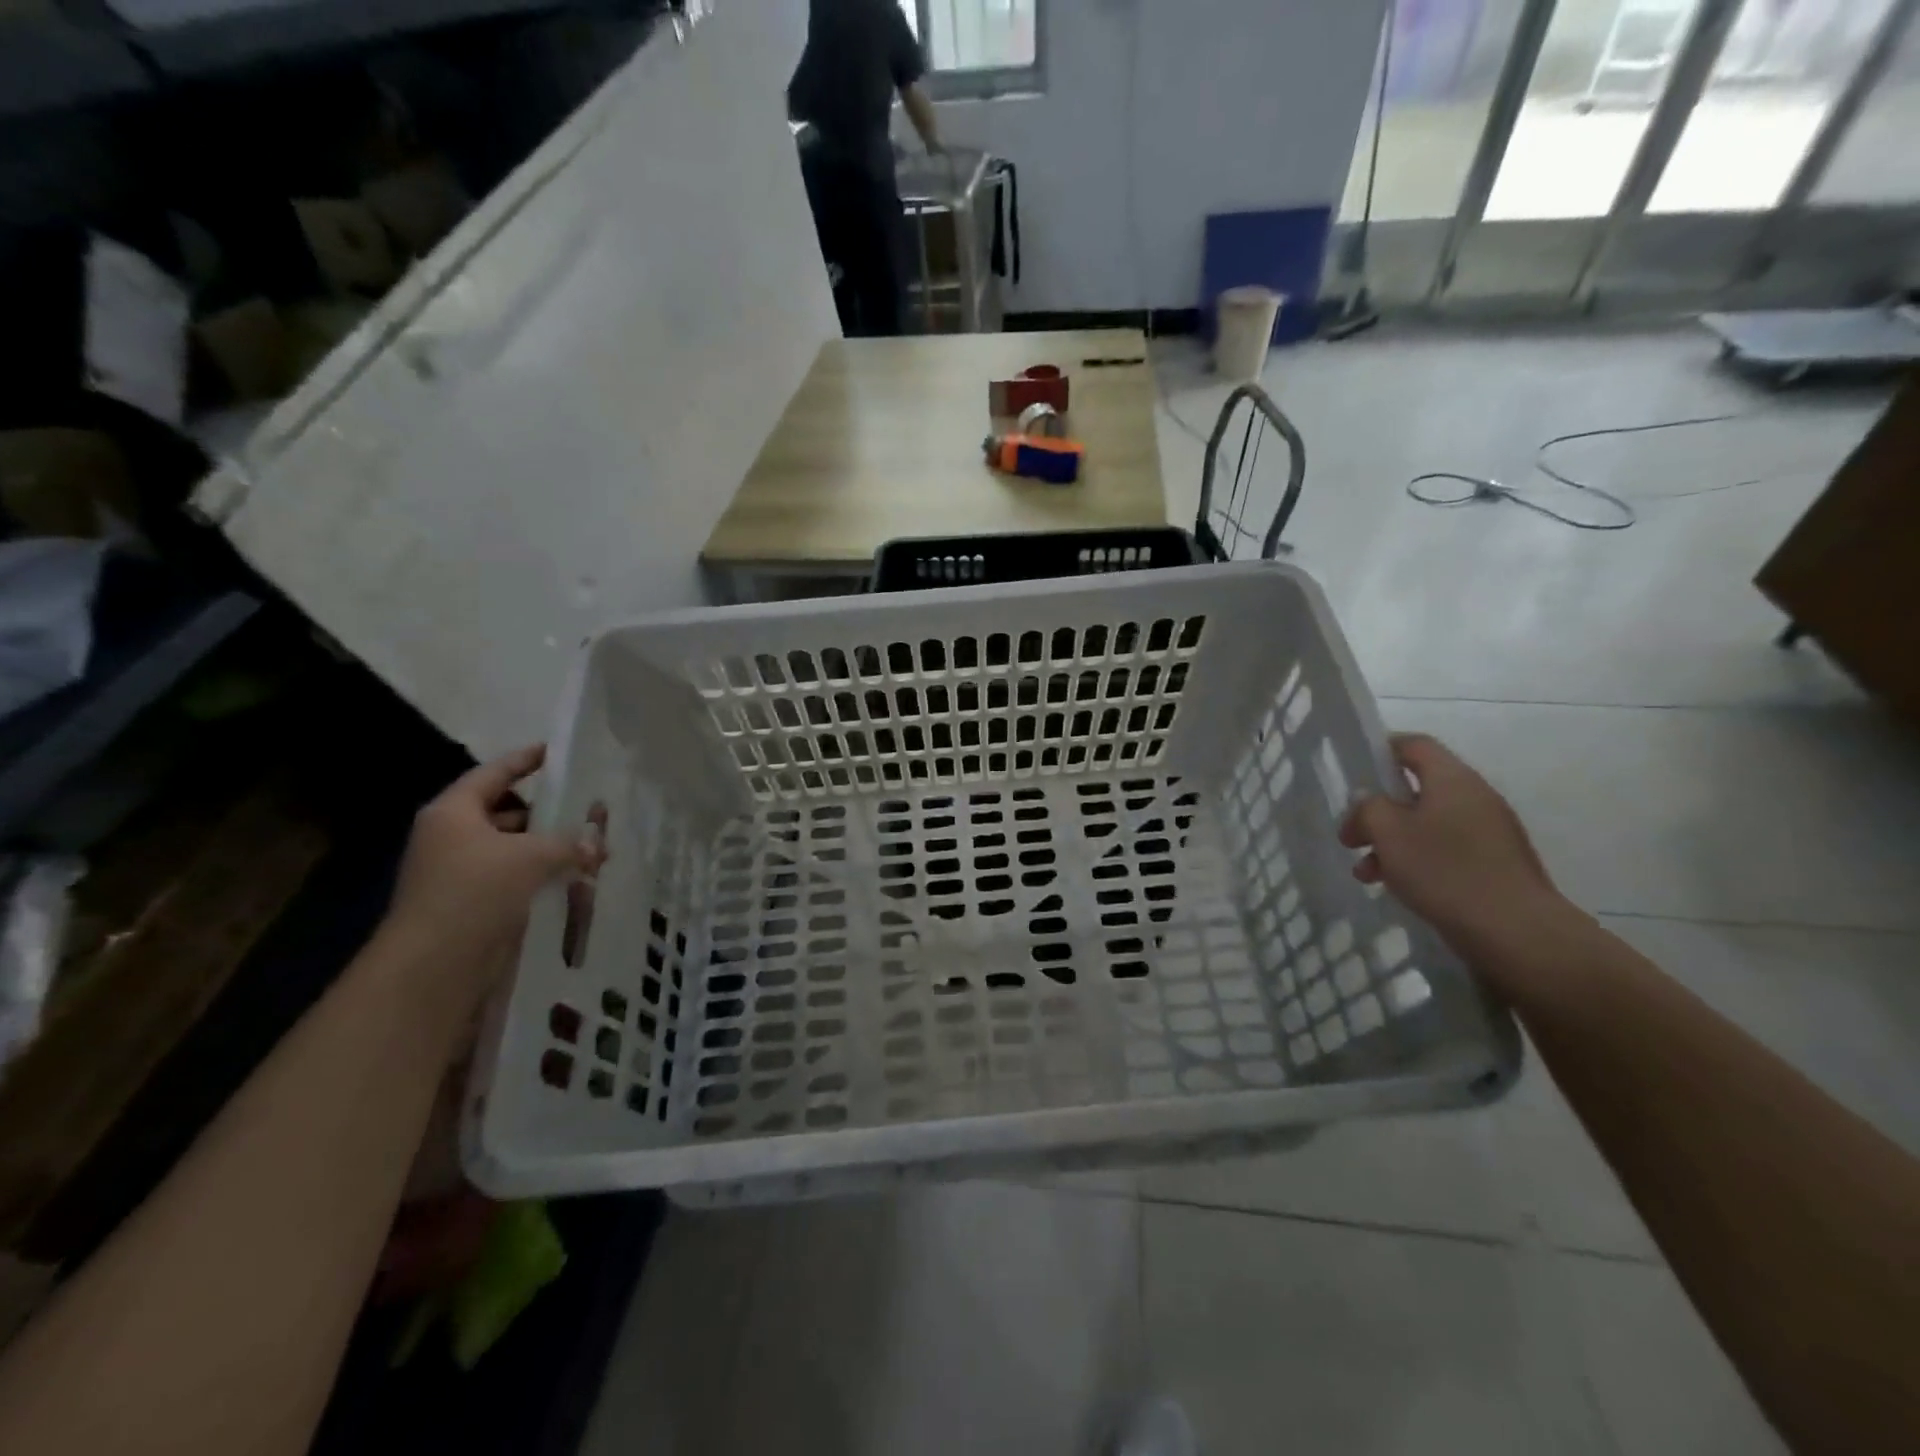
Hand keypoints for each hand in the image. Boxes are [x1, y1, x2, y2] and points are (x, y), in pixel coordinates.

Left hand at [380, 746, 600, 1007]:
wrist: (434, 967)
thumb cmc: (474, 893)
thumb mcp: (531, 857)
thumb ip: (570, 843)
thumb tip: (598, 843)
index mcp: (454, 813)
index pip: (494, 774)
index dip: (524, 760)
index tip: (554, 751)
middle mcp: (453, 838)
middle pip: (506, 811)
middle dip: (547, 812)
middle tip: (587, 808)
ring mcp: (462, 873)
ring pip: (514, 848)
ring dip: (550, 847)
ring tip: (592, 848)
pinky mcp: (474, 904)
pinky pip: (516, 878)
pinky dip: (543, 875)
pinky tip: (576, 880)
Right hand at [1339, 734, 1573, 965]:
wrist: (1517, 932)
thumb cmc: (1445, 871)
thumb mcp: (1388, 833)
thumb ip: (1369, 807)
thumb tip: (1369, 801)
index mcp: (1452, 779)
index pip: (1414, 745)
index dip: (1381, 750)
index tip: (1354, 773)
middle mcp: (1475, 797)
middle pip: (1417, 789)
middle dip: (1378, 811)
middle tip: (1351, 838)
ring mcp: (1490, 832)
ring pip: (1427, 824)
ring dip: (1392, 842)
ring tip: (1366, 873)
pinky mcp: (1495, 864)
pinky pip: (1446, 849)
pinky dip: (1417, 860)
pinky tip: (1398, 887)